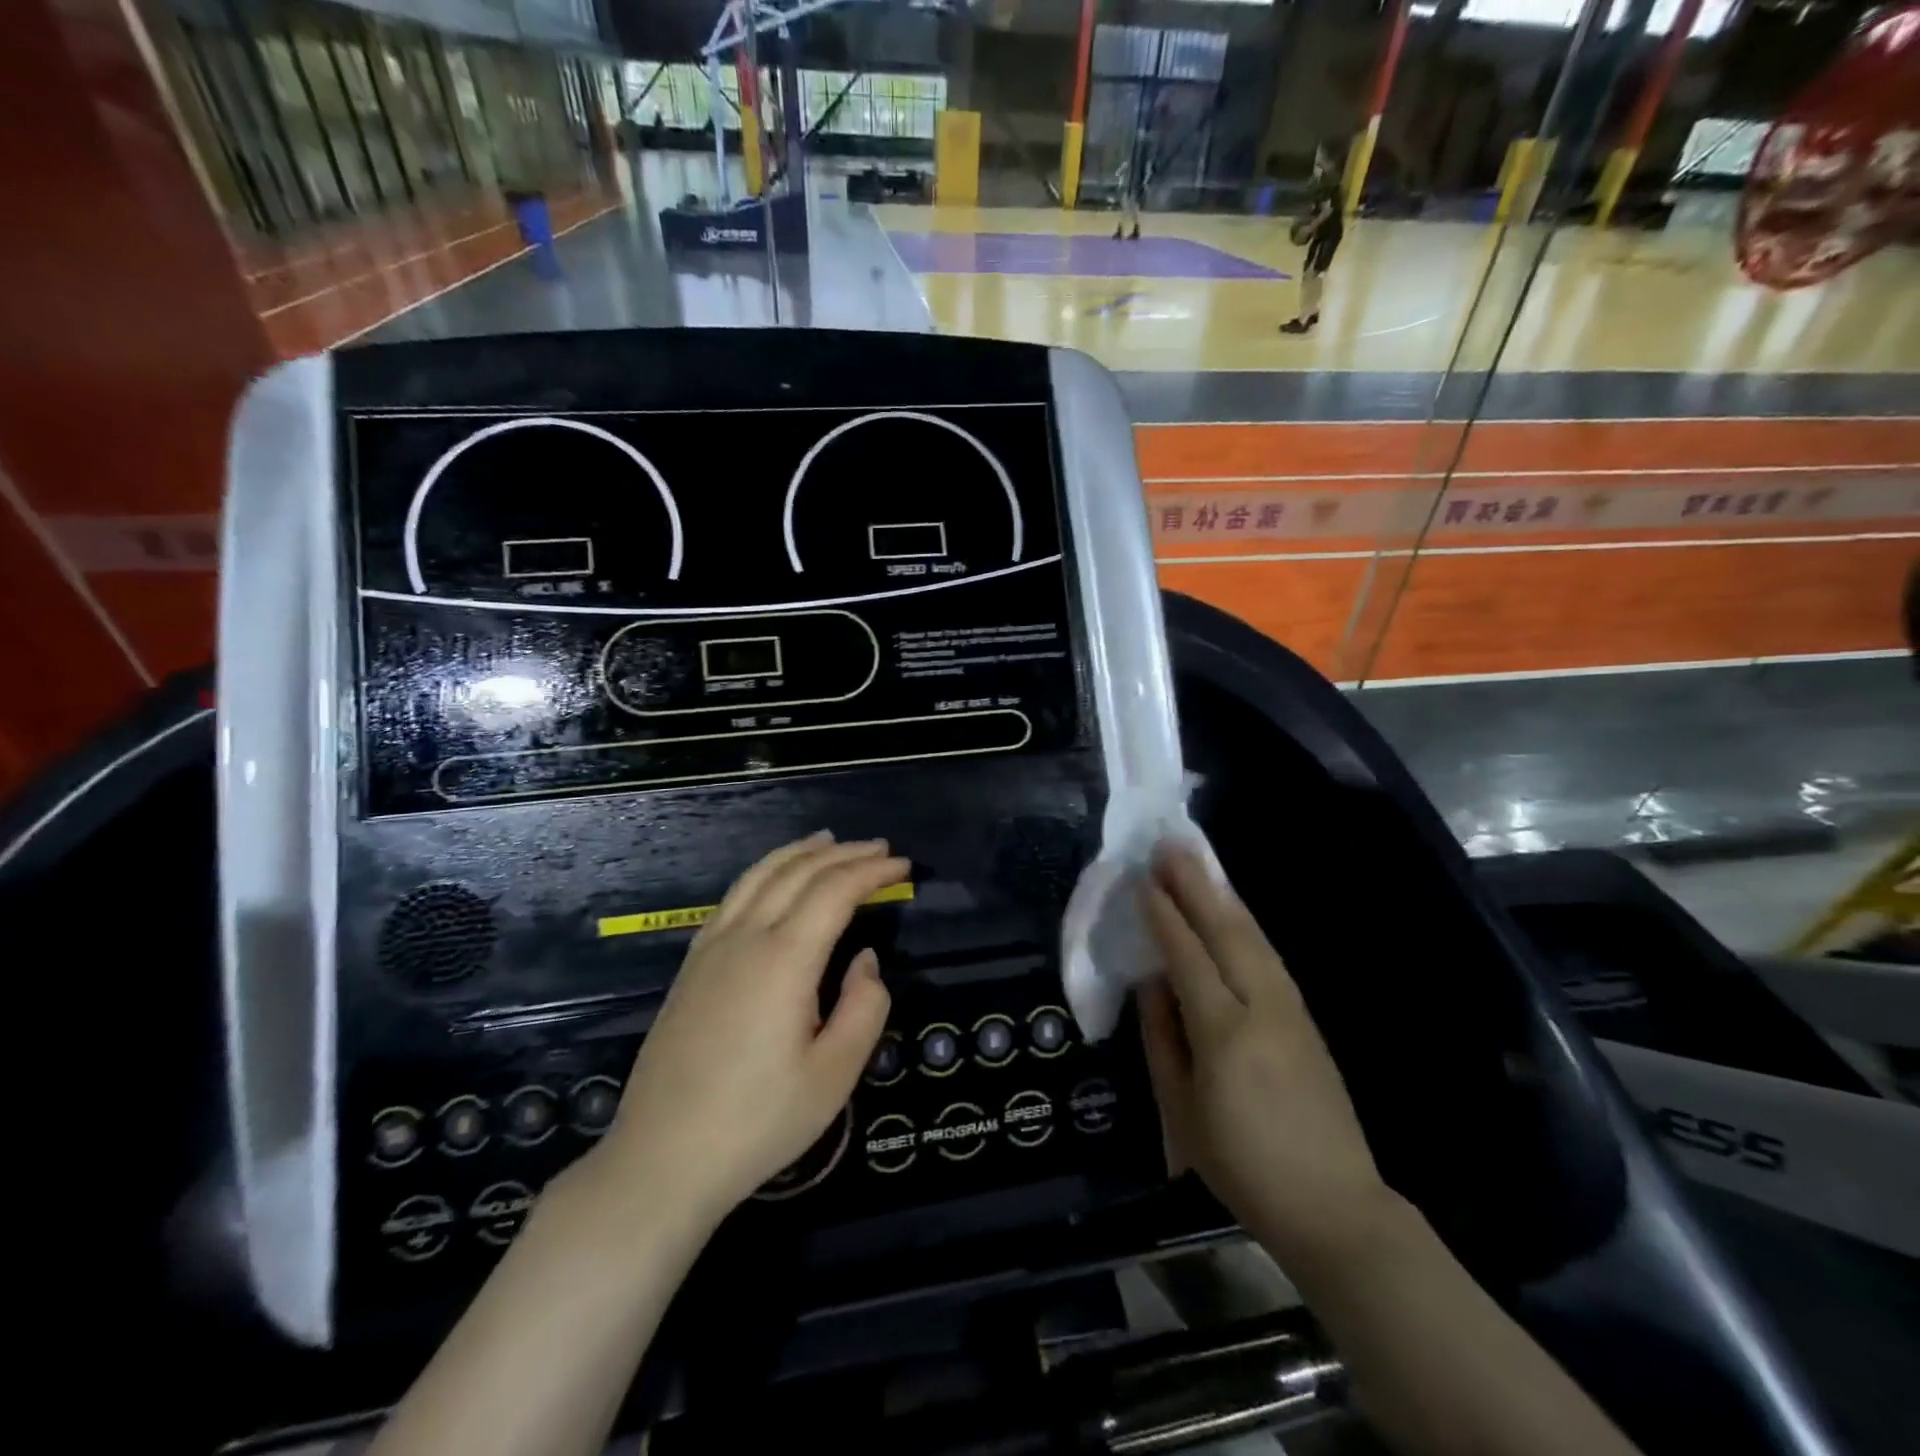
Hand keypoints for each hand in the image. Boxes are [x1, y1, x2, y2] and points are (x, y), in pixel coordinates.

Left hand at [595, 832, 907, 1224]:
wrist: (662, 1159)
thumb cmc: (758, 1122)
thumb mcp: (835, 1075)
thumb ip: (864, 1007)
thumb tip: (864, 960)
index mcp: (784, 960)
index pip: (834, 891)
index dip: (871, 871)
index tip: (902, 864)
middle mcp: (745, 938)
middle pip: (798, 873)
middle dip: (842, 853)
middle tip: (878, 847)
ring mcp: (711, 948)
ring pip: (759, 876)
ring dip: (799, 852)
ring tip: (828, 841)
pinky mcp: (692, 966)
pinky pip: (733, 896)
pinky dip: (764, 872)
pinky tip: (773, 879)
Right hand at [1140, 846, 1391, 1267]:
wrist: (1332, 1203)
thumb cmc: (1241, 1165)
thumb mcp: (1181, 1110)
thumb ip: (1161, 1038)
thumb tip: (1150, 982)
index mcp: (1223, 1033)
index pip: (1187, 956)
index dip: (1164, 915)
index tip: (1143, 880)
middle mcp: (1261, 1008)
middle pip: (1225, 932)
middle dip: (1195, 886)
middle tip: (1170, 847)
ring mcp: (1290, 1009)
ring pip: (1253, 937)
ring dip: (1223, 895)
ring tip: (1198, 863)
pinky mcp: (1307, 1017)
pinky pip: (1269, 956)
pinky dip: (1246, 924)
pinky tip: (1232, 910)